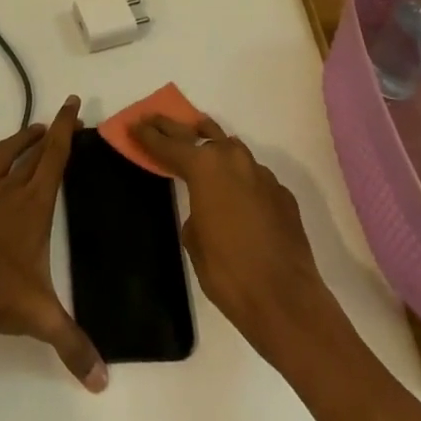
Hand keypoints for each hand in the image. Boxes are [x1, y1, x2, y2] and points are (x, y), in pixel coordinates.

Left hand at [0, 96, 106, 390]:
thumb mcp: (40, 317)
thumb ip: (73, 345)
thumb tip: (104, 382)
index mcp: (34, 204)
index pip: (55, 156)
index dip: (65, 128)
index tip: (72, 103)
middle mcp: (8, 190)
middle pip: (31, 151)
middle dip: (47, 131)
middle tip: (57, 120)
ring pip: (0, 156)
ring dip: (15, 143)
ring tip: (27, 136)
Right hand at [130, 115, 335, 353]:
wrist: (286, 300)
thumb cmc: (228, 273)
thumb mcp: (194, 242)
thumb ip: (194, 211)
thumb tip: (205, 208)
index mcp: (204, 168)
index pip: (168, 145)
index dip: (148, 135)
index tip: (134, 123)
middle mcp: (233, 160)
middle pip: (198, 133)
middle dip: (174, 127)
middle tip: (156, 119)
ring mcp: (261, 175)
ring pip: (231, 148)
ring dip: (212, 146)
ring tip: (198, 145)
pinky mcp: (282, 194)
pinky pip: (253, 176)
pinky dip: (239, 178)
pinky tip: (236, 194)